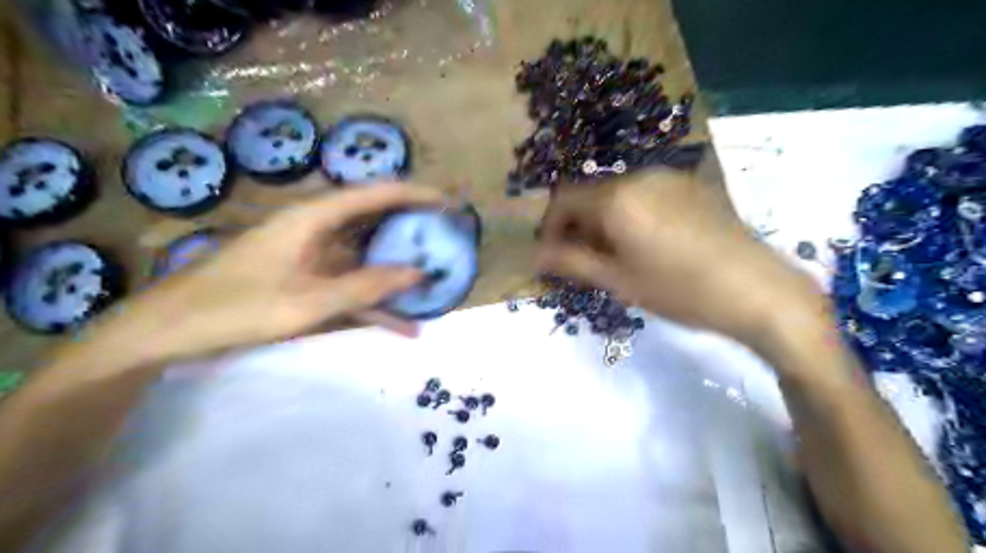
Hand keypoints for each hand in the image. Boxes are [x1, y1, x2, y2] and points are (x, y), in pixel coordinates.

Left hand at [95, 181, 442, 366]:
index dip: (413, 194)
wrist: (172, 331)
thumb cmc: (237, 307)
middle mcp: (316, 230)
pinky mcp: (308, 281)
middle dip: (412, 231)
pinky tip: (403, 325)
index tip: (447, 203)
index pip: (374, 195)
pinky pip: (351, 287)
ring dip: (398, 271)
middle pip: (374, 222)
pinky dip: (376, 303)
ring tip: (435, 281)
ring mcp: (313, 258)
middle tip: (447, 240)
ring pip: (366, 258)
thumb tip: (418, 273)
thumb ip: (366, 286)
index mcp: (313, 218)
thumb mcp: (308, 301)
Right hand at [536, 172, 825, 346]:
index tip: (554, 255)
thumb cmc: (680, 290)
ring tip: (619, 255)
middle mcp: (639, 177)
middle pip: (591, 195)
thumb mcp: (618, 281)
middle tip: (586, 261)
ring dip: (605, 220)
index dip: (550, 227)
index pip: (563, 200)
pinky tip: (650, 243)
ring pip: (618, 194)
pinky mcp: (691, 185)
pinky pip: (646, 193)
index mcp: (616, 198)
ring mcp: (669, 177)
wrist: (758, 290)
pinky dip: (631, 213)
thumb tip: (536, 255)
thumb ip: (571, 263)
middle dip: (579, 226)